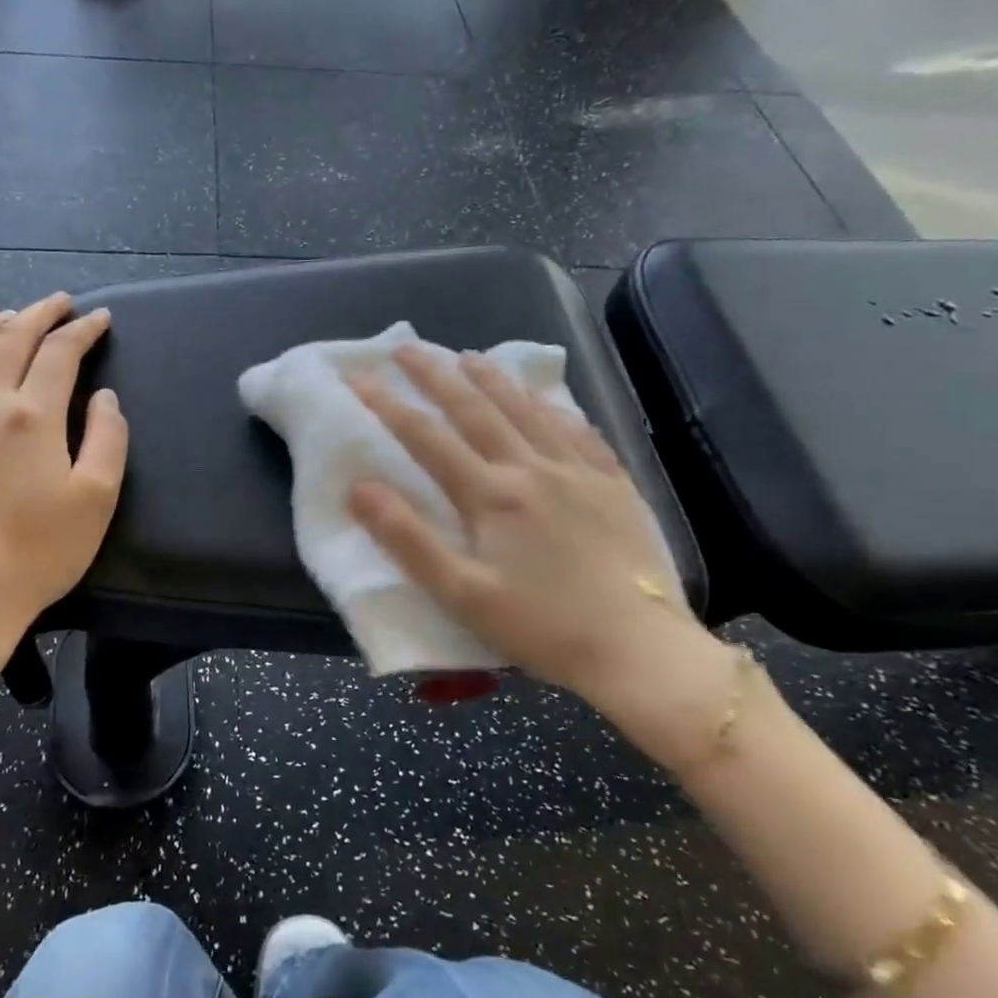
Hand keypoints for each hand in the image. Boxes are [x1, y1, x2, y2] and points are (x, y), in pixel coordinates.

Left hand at [0, 294, 127, 710]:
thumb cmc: (40, 551)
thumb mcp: (96, 498)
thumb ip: (107, 439)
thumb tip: (104, 398)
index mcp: (31, 415)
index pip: (58, 352)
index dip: (82, 330)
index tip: (100, 318)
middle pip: (10, 338)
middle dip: (38, 313)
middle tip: (61, 303)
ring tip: (11, 317)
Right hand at [348, 346, 745, 771]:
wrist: (639, 649)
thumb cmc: (541, 627)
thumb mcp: (461, 594)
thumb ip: (407, 539)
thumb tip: (359, 486)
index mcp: (491, 495)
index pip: (427, 437)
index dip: (388, 404)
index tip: (359, 376)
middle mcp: (532, 468)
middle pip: (476, 409)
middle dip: (436, 375)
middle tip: (406, 348)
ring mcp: (579, 472)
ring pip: (528, 411)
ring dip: (494, 379)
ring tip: (469, 356)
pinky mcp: (615, 485)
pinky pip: (580, 432)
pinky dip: (555, 409)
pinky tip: (548, 401)